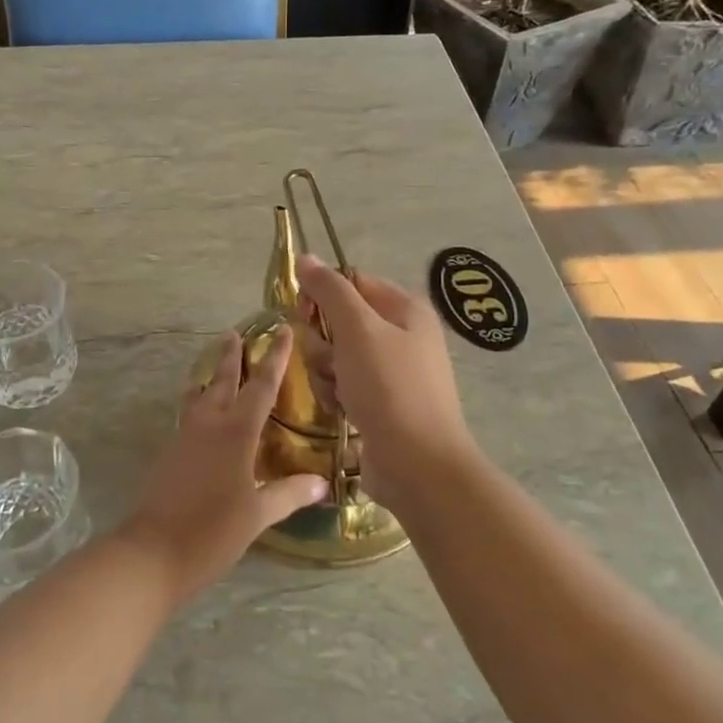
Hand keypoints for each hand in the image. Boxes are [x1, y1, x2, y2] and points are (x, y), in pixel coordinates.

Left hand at [119, 328, 327, 603]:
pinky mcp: (171, 452)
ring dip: (210, 376)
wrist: (154, 550)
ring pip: (200, 395)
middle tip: (235, 333)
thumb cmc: (213, 531)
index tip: (281, 331)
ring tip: (215, 365)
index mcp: (236, 432)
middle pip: (222, 380)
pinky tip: (202, 412)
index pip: (261, 386)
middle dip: (231, 356)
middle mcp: (209, 424)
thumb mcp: (258, 515)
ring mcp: (185, 436)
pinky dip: (198, 401)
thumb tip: (321, 483)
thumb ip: (289, 494)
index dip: (274, 358)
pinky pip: (188, 414)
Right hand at [293, 255, 477, 507]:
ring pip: (337, 355)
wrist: (418, 466)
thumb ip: (330, 291)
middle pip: (340, 320)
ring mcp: (394, 372)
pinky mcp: (382, 404)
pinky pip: (345, 385)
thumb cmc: (390, 388)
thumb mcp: (358, 330)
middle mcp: (403, 335)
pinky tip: (340, 410)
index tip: (303, 315)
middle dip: (323, 342)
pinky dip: (336, 394)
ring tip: (336, 392)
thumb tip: (306, 257)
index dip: (322, 296)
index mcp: (405, 309)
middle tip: (328, 361)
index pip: (351, 282)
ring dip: (326, 371)